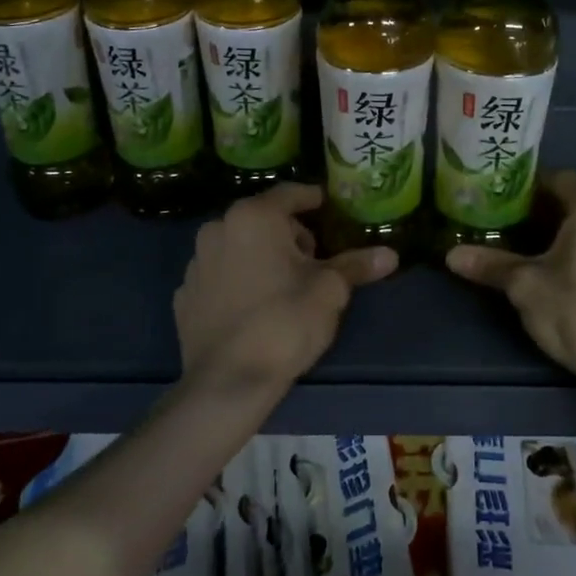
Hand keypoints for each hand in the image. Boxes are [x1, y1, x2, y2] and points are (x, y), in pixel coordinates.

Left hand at [174, 183, 396, 396]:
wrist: (227, 381)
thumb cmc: (285, 322)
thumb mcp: (329, 290)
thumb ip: (356, 265)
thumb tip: (390, 255)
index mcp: (253, 217)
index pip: (291, 194)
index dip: (314, 200)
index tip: (331, 211)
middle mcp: (218, 229)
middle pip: (263, 220)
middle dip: (289, 234)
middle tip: (314, 262)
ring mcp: (196, 263)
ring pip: (239, 247)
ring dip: (261, 257)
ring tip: (284, 288)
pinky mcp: (184, 295)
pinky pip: (220, 276)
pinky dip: (237, 282)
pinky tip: (253, 309)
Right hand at [447, 170, 575, 401]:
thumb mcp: (526, 286)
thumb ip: (491, 265)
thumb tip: (451, 255)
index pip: (556, 178)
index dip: (525, 190)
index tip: (499, 206)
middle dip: (543, 213)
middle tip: (509, 231)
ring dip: (567, 233)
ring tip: (535, 255)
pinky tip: (568, 275)